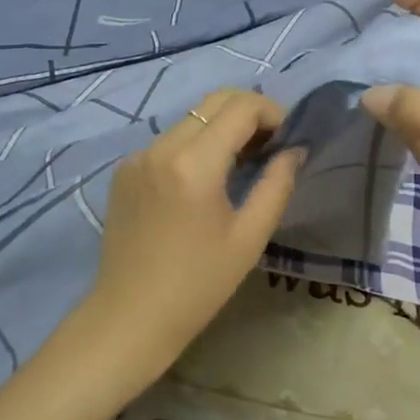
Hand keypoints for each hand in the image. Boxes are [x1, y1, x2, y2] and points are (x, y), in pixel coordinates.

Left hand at [78, 89, 301, 380]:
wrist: (131, 316)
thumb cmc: (198, 285)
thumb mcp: (249, 237)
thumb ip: (277, 184)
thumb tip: (295, 150)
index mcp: (194, 164)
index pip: (240, 107)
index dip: (272, 113)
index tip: (287, 139)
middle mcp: (161, 147)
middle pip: (213, 102)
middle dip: (248, 112)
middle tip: (270, 145)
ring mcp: (137, 156)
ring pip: (190, 119)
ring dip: (221, 128)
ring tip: (240, 164)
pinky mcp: (124, 170)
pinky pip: (168, 141)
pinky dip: (193, 146)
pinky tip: (203, 181)